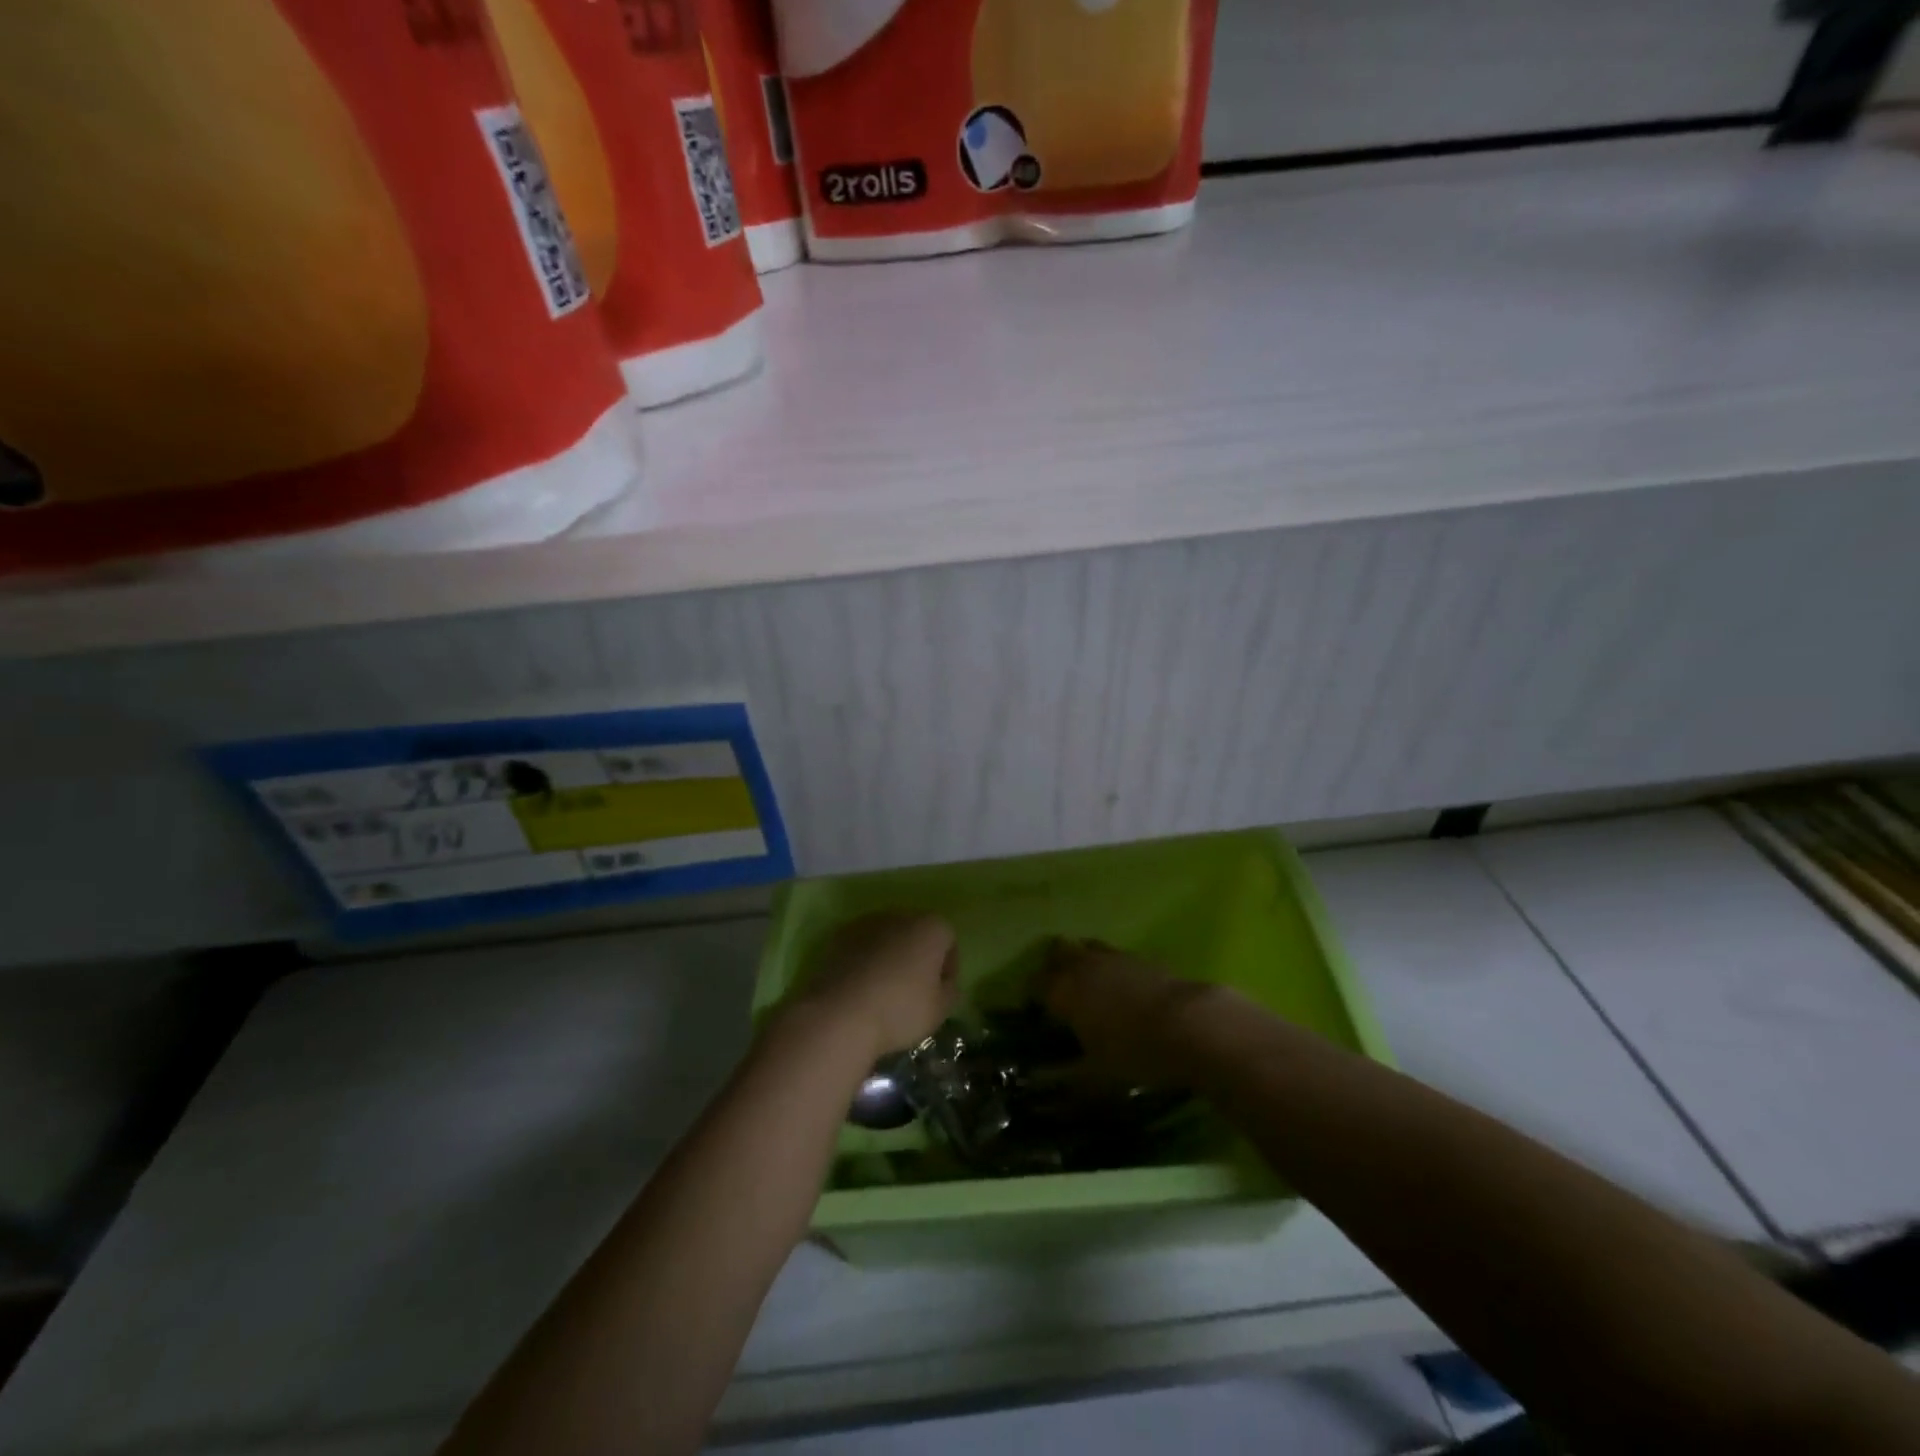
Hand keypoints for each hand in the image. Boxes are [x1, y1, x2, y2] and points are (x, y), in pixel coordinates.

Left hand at [787, 913, 959, 1063]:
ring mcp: (867, 922)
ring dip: (890, 956)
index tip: (940, 991)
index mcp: (931, 927)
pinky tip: (860, 986)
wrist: (840, 1012)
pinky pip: (862, 945)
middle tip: (913, 989)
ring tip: (884, 989)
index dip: (948, 966)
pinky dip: (865, 959)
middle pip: (916, 933)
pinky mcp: (839, 935)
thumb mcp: (939, 1011)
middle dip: (918, 956)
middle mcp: (901, 915)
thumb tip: (947, 985)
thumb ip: (950, 992)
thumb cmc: (900, 1009)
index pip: (948, 940)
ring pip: (887, 937)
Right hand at [1038, 939, 1227, 1087]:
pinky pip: (1117, 956)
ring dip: (1083, 961)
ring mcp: (1115, 956)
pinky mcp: (1144, 957)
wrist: (1192, 1026)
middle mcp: (1084, 964)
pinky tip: (1124, 991)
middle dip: (1053, 967)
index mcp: (1063, 989)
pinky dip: (1113, 968)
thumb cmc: (1135, 1053)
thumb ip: (1068, 1078)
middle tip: (1058, 991)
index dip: (1030, 996)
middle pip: (1058, 951)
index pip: (1033, 983)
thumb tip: (1048, 1084)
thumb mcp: (1096, 1077)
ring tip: (1092, 988)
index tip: (1033, 1013)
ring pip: (1088, 947)